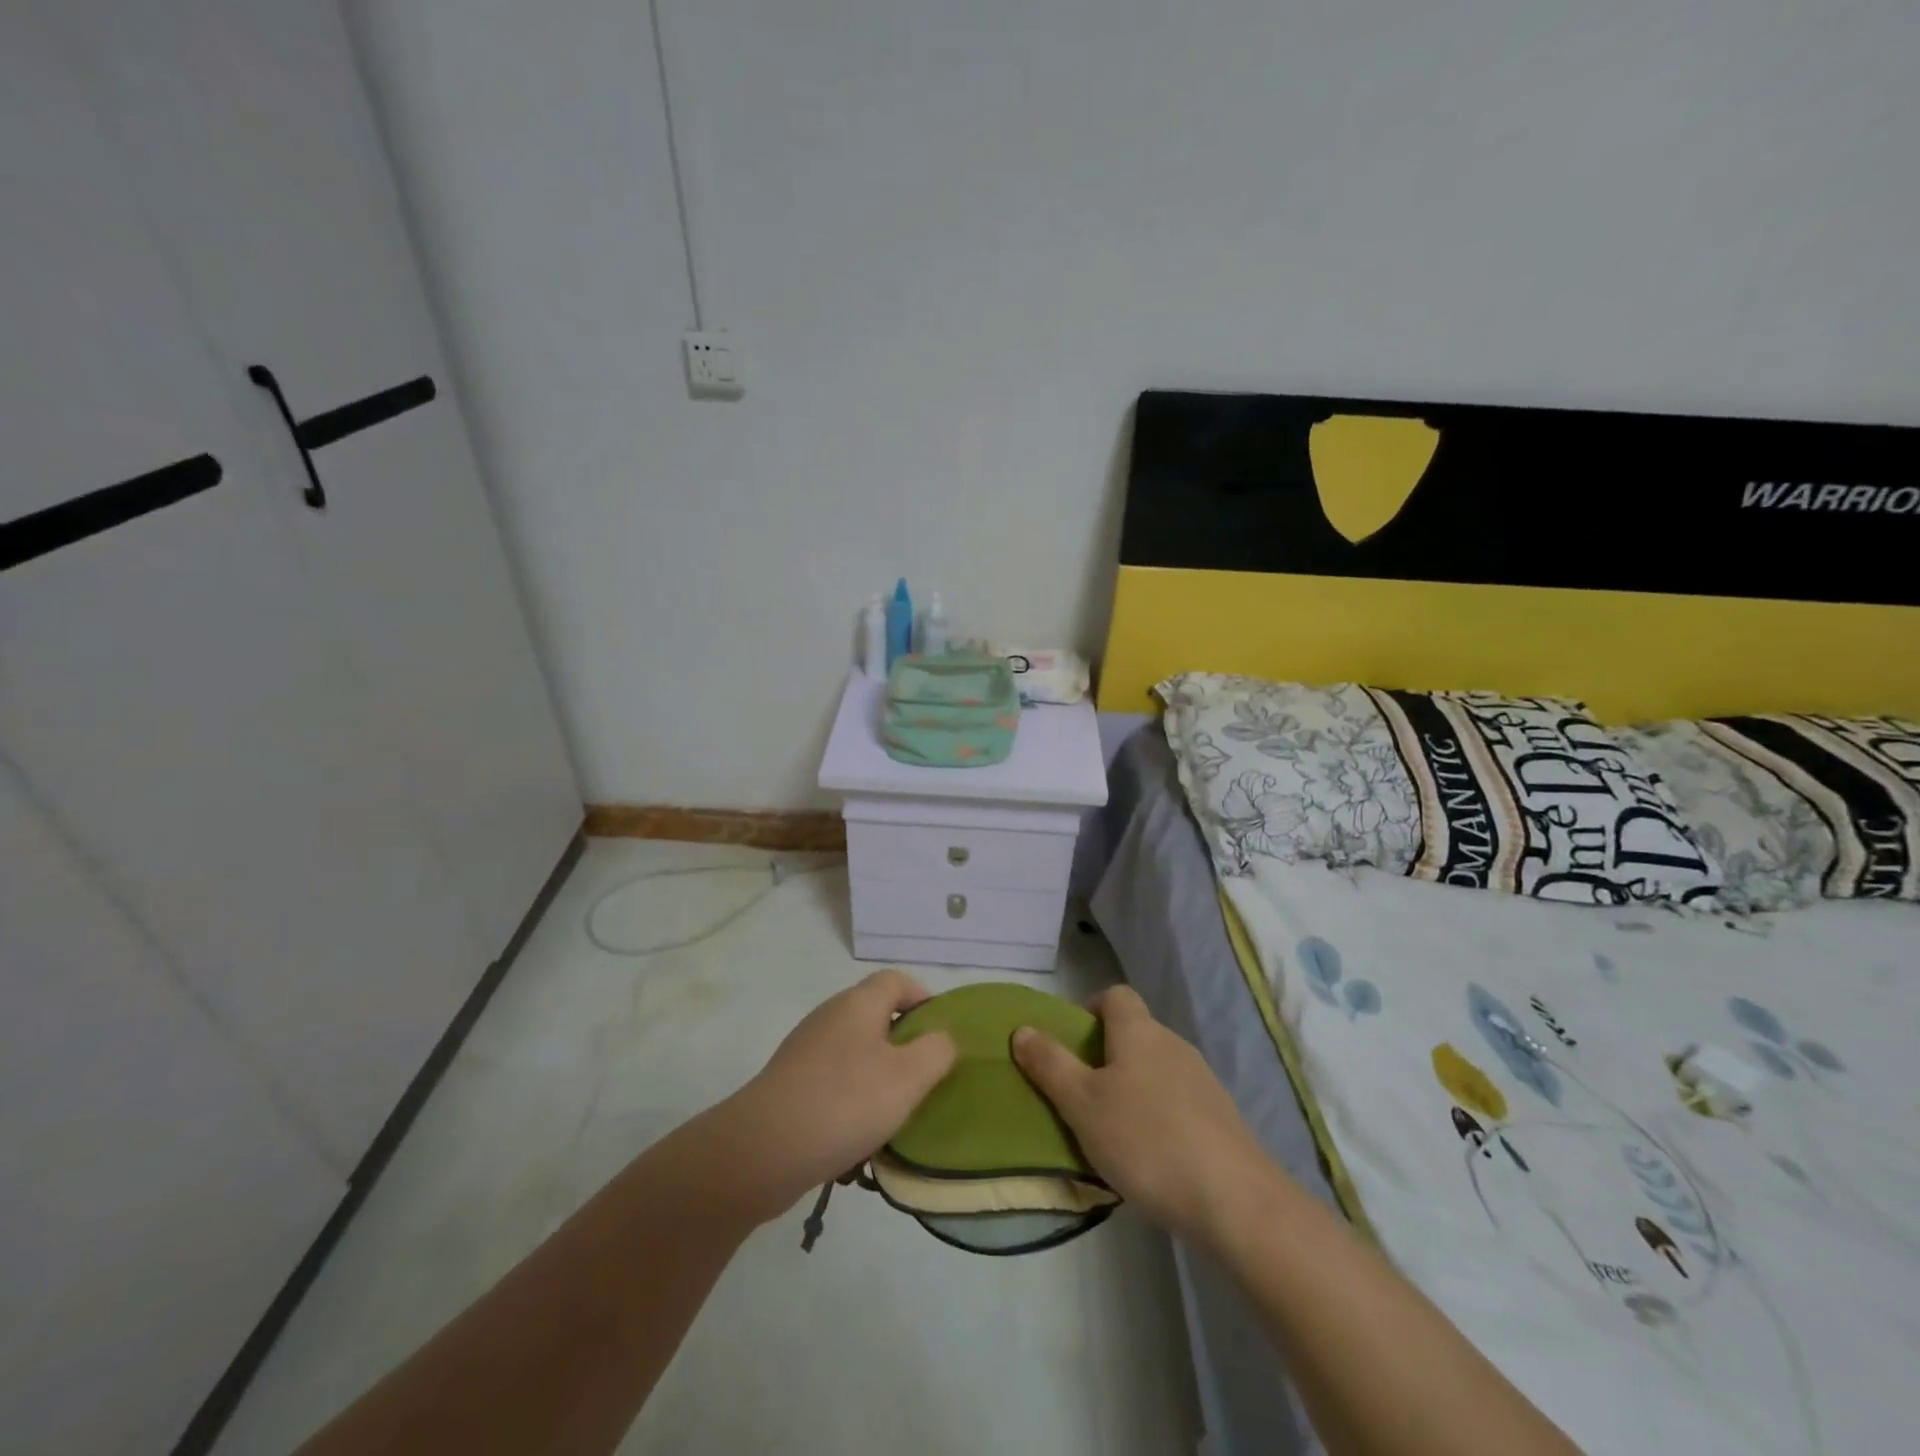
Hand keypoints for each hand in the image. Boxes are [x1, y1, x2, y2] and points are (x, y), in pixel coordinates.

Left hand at [716, 969, 957, 1221]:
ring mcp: (805, 1049)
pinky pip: (833, 1080)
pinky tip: (857, 1136)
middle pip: (876, 1016)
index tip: (940, 1038)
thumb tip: (941, 1038)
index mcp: (858, 1003)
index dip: (924, 1000)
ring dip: (878, 1077)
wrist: (762, 1150)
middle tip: (923, 1081)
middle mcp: (830, 1016)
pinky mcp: (789, 1083)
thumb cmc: (845, 1102)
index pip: (897, 980)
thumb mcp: (908, 1077)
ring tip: (893, 1115)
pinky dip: (850, 1099)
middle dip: (903, 1045)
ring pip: (855, 1052)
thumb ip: (937, 1051)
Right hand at [1012, 985, 1274, 1245]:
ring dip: (1131, 1088)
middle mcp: (1173, 1044)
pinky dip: (1158, 1115)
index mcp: (1139, 1032)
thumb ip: (1050, 1064)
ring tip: (1111, 1132)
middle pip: (1134, 1033)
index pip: (1115, 995)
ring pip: (1155, 1069)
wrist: (1235, 1200)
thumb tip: (1022, 1029)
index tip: (1072, 1044)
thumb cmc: (1146, 1140)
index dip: (1090, 1009)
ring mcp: (1202, 1080)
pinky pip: (1177, 1100)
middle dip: (1105, 1056)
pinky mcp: (1220, 1117)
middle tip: (1080, 1096)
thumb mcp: (1082, 1104)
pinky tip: (1150, 1156)